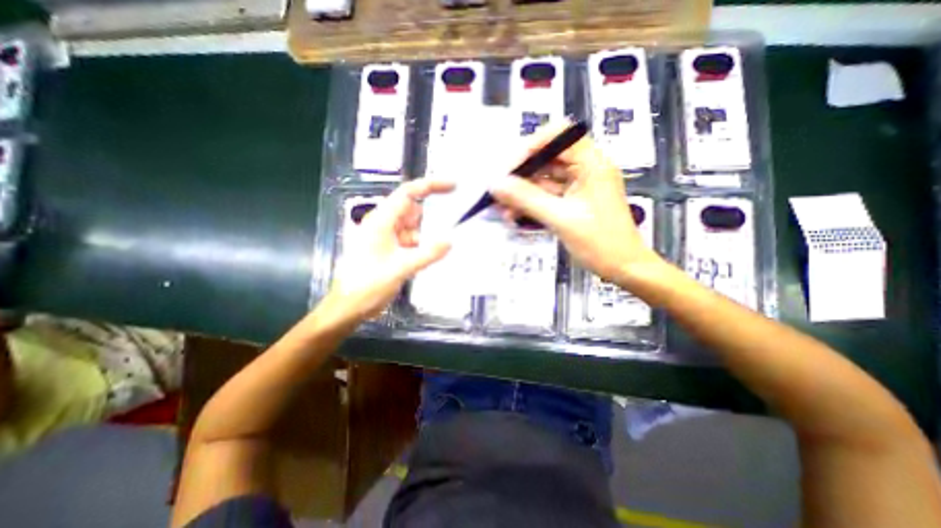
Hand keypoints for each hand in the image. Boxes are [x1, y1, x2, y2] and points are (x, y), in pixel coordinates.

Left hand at [325, 179, 453, 322]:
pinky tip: (434, 254)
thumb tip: (451, 240)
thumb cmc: (368, 285)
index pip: (408, 194)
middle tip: (456, 219)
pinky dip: (423, 245)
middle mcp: (383, 224)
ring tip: (448, 240)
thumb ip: (427, 254)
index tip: (453, 185)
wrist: (349, 307)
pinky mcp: (390, 249)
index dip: (430, 185)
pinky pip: (411, 241)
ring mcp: (386, 237)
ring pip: (413, 227)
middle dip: (432, 214)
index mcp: (381, 221)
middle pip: (412, 210)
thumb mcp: (400, 268)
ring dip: (428, 233)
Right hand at [488, 119, 664, 281]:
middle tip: (499, 191)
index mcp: (591, 163)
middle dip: (521, 175)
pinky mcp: (571, 201)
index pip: (558, 136)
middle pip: (546, 159)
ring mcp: (577, 186)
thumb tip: (496, 184)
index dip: (531, 147)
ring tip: (502, 208)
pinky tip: (514, 215)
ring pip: (543, 180)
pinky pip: (546, 196)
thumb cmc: (600, 242)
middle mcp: (584, 168)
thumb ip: (527, 199)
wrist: (623, 268)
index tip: (509, 168)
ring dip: (522, 193)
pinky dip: (530, 204)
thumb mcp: (561, 219)